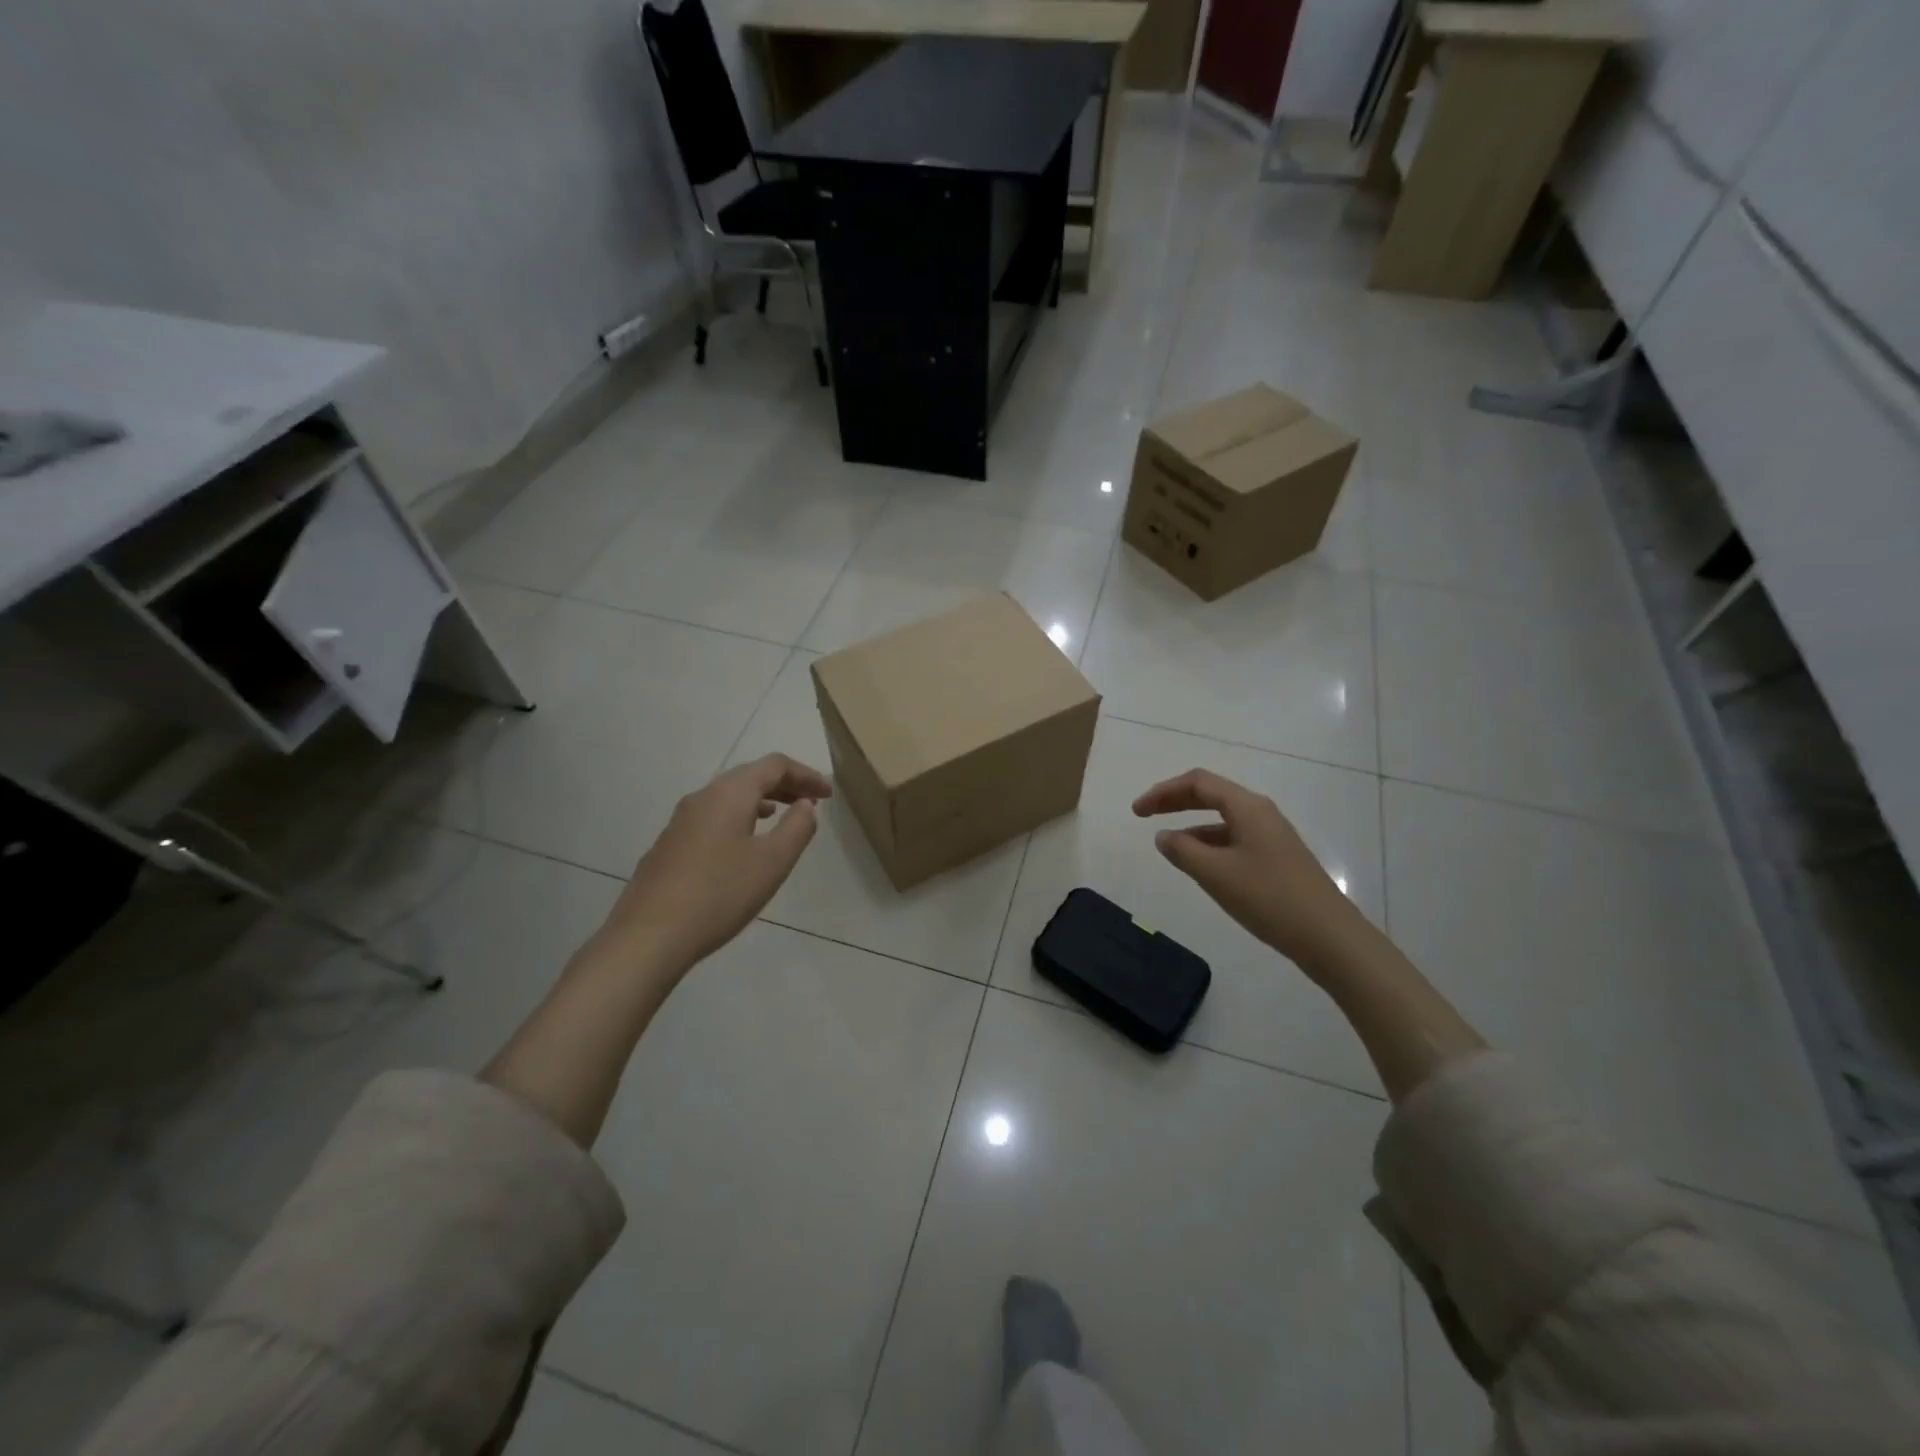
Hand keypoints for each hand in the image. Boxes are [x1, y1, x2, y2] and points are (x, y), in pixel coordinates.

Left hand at [603, 754, 832, 973]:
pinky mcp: (668, 846)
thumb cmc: (720, 894)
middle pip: (749, 776)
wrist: (649, 936)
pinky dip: (738, 817)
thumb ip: (797, 827)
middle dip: (784, 784)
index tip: (829, 794)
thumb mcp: (773, 861)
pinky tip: (742, 844)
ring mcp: (680, 821)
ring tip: (781, 815)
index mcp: (730, 793)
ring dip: (761, 800)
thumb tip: (805, 805)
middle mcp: (702, 797)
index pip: (774, 765)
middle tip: (811, 801)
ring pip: (728, 797)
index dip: (806, 774)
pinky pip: (712, 817)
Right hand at [1132, 768, 1362, 971]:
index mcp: (1247, 807)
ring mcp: (1272, 836)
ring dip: (1192, 824)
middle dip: (1174, 801)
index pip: (1198, 783)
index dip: (1163, 791)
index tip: (1137, 811)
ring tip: (1167, 845)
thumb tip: (1163, 836)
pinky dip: (1210, 843)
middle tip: (1144, 815)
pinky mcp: (1277, 858)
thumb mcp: (1215, 874)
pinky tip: (1200, 865)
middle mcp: (1261, 813)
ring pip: (1223, 819)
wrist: (1329, 937)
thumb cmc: (1269, 898)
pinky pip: (1235, 839)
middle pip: (1211, 795)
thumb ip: (1182, 850)